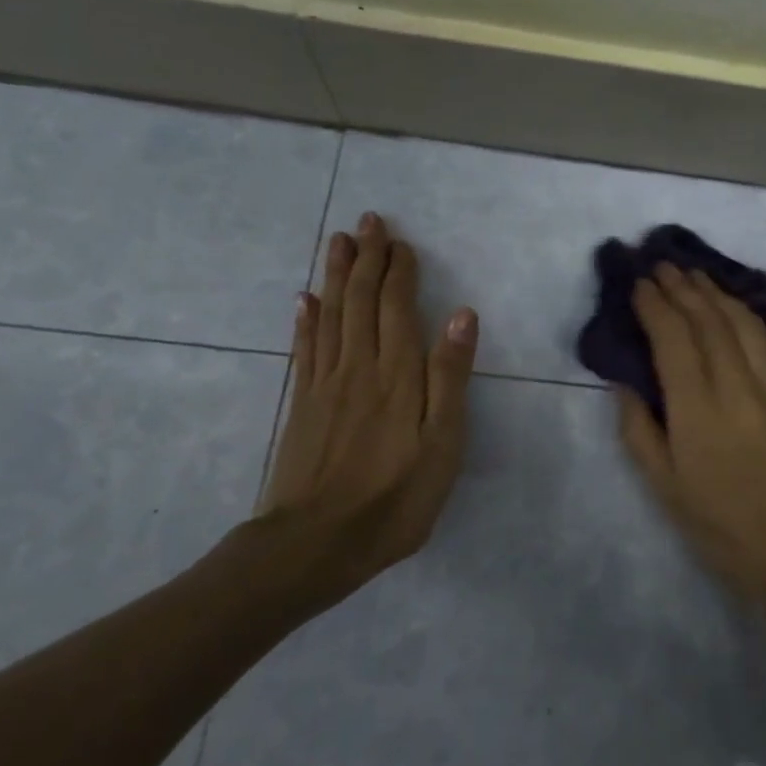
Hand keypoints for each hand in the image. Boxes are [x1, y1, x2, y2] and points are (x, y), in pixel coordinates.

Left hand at [249, 212, 477, 608]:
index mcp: (397, 374)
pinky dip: (305, 319)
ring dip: (336, 275)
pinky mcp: (302, 404)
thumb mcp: (442, 444)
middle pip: (361, 301)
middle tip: (368, 221)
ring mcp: (325, 383)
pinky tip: (303, 300)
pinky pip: (304, 349)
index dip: (399, 271)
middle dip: (367, 258)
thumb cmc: (394, 498)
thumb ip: (450, 376)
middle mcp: (358, 366)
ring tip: (338, 242)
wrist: (315, 544)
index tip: (401, 241)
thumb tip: (463, 314)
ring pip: (330, 315)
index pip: (397, 307)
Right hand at [616, 263, 765, 597]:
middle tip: (664, 266)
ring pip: (747, 325)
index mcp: (697, 411)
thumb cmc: (717, 523)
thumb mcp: (662, 485)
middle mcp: (738, 388)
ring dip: (720, 295)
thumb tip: (625, 382)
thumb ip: (639, 428)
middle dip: (683, 289)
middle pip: (709, 322)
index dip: (655, 306)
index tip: (640, 284)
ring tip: (698, 276)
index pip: (673, 340)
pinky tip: (764, 299)